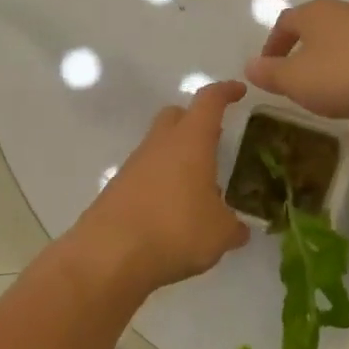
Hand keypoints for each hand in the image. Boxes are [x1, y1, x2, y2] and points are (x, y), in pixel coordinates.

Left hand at [71, 81, 251, 294]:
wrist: (108, 256)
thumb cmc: (175, 231)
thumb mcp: (219, 233)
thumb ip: (233, 227)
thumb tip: (240, 229)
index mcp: (191, 141)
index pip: (209, 101)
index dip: (226, 92)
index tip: (239, 91)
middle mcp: (160, 144)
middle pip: (176, 116)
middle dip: (195, 120)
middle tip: (215, 139)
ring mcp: (134, 165)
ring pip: (158, 145)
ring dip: (178, 156)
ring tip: (198, 185)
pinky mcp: (116, 189)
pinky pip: (145, 173)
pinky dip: (161, 181)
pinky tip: (173, 210)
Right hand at [244, 0, 348, 142]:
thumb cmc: (346, 74)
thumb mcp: (296, 80)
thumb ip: (271, 74)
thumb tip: (250, 65)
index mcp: (318, 14)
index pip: (286, 22)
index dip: (272, 45)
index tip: (266, 68)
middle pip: (322, 34)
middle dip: (308, 59)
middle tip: (297, 85)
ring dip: (340, 80)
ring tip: (332, 109)